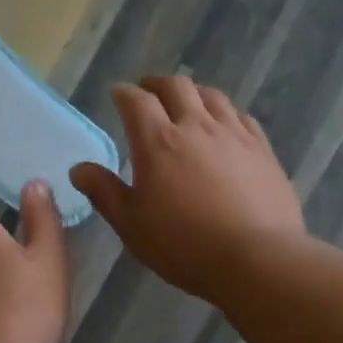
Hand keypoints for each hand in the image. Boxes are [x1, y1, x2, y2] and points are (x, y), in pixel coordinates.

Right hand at [69, 76, 305, 303]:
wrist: (257, 258)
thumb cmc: (184, 244)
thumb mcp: (131, 224)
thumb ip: (104, 192)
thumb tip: (79, 168)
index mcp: (158, 141)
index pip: (136, 101)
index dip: (123, 93)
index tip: (116, 93)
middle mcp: (197, 126)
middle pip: (176, 87)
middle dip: (157, 84)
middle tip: (148, 91)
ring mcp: (234, 135)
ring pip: (212, 96)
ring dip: (193, 93)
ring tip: (186, 102)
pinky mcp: (263, 150)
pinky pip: (241, 117)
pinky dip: (225, 113)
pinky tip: (225, 125)